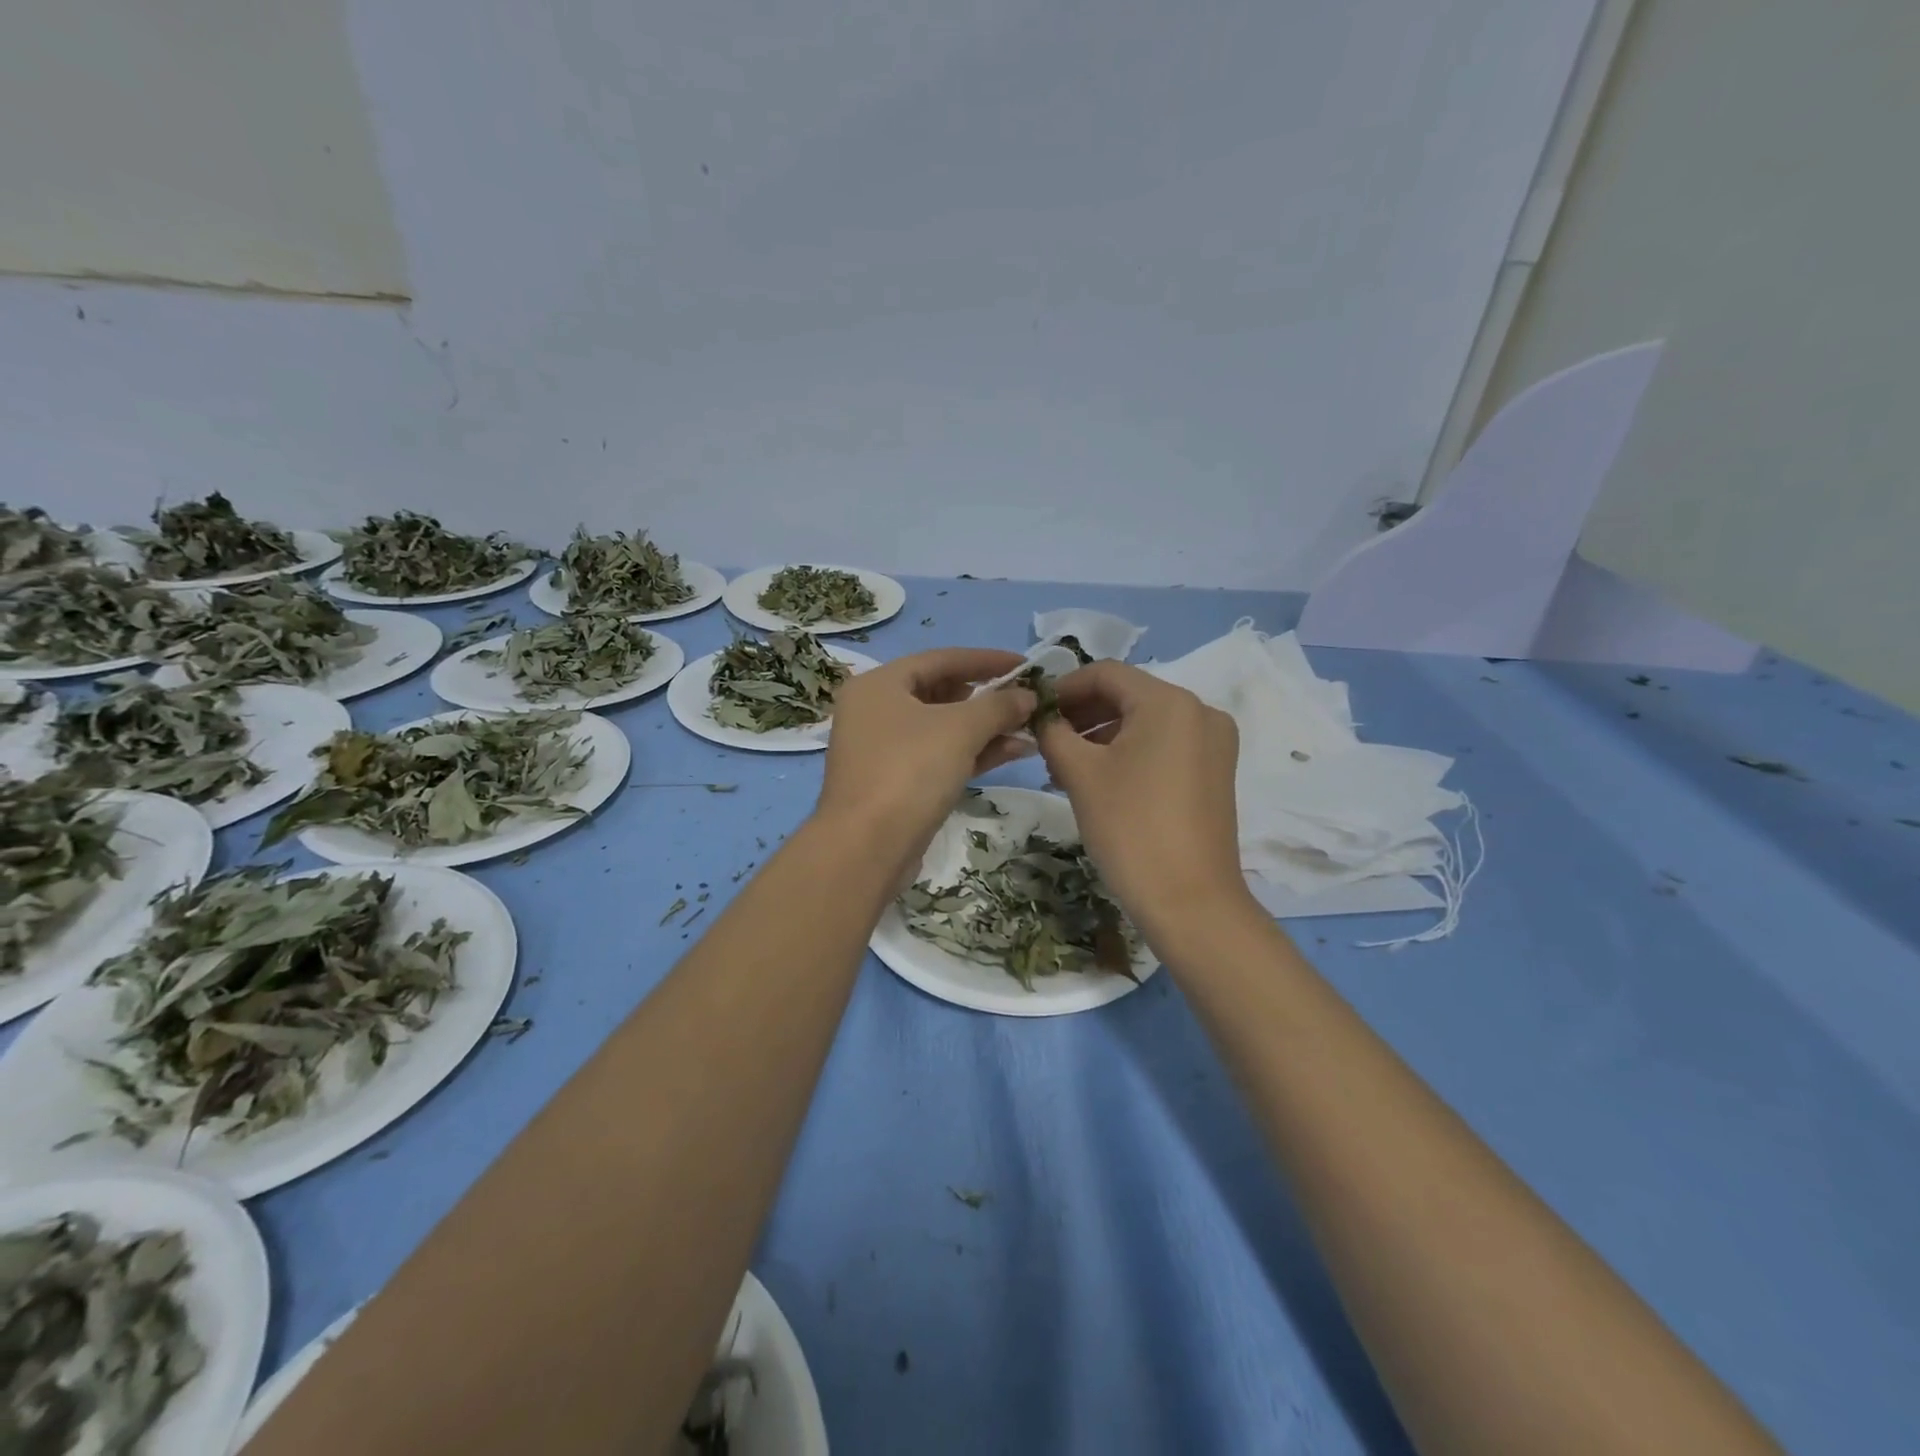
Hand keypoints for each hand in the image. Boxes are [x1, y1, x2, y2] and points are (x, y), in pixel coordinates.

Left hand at [817, 648, 1035, 865]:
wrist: (867, 848)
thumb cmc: (909, 771)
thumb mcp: (960, 729)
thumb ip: (998, 706)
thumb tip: (1028, 696)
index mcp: (879, 685)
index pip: (941, 659)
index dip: (986, 660)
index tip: (1026, 665)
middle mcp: (876, 711)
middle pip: (941, 693)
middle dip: (988, 697)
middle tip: (1028, 699)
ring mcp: (884, 750)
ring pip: (943, 728)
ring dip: (987, 727)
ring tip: (1031, 727)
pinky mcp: (896, 783)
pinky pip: (940, 756)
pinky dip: (974, 752)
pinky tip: (1014, 751)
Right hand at [1036, 661, 1250, 949]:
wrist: (1190, 901)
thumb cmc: (1130, 828)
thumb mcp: (1080, 774)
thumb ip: (1054, 733)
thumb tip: (1043, 719)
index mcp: (1169, 701)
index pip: (1106, 673)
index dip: (1064, 687)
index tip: (1034, 712)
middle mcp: (1200, 711)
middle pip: (1128, 695)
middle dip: (1083, 714)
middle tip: (1046, 742)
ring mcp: (1214, 742)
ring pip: (1146, 722)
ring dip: (1103, 735)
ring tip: (1065, 766)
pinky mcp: (1216, 771)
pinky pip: (1165, 745)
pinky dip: (1130, 753)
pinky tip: (1100, 778)